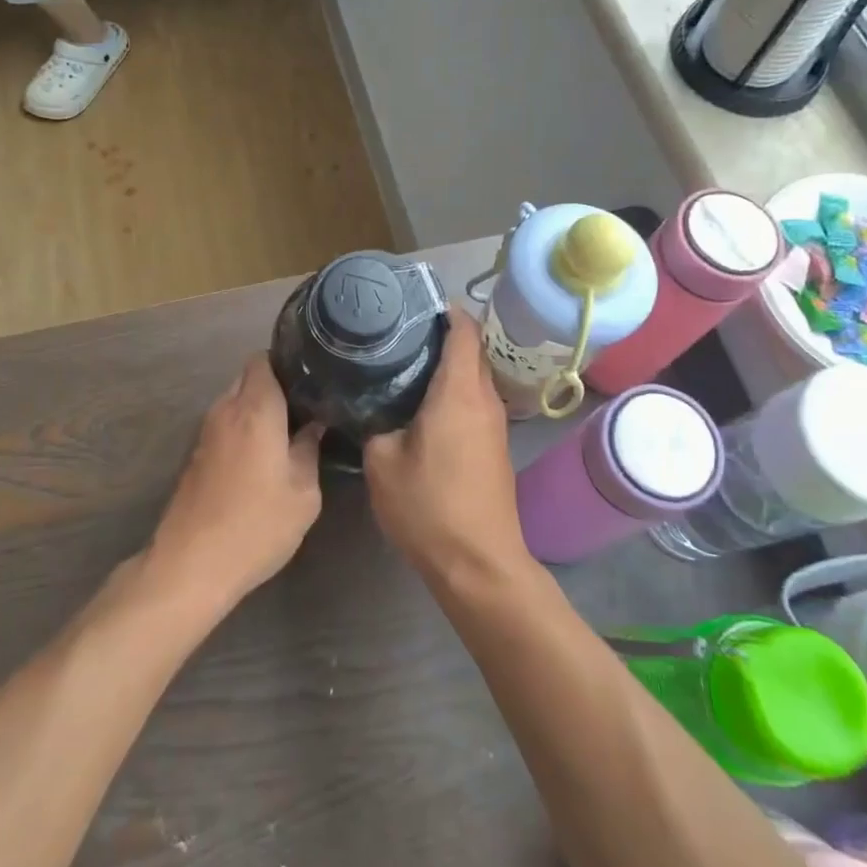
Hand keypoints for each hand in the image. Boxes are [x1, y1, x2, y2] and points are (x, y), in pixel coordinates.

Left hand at [147, 354, 323, 610]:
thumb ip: (309, 449)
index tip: (312, 376)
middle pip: (248, 377)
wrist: (191, 565)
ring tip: (289, 430)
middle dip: (276, 385)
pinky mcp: (195, 456)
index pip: (264, 359)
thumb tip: (314, 425)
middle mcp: (225, 411)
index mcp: (256, 409)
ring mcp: (205, 433)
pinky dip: (244, 429)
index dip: (287, 361)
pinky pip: (224, 425)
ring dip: (258, 410)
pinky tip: (264, 455)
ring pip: (235, 402)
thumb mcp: (303, 493)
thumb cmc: (256, 525)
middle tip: (307, 405)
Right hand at [363, 312, 525, 580]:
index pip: (464, 330)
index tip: (412, 303)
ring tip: (405, 364)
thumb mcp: (382, 463)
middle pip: (471, 349)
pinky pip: (475, 401)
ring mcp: (495, 424)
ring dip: (448, 365)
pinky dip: (454, 390)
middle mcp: (484, 399)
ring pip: (474, 376)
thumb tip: (371, 407)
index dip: (444, 310)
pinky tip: (422, 405)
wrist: (479, 563)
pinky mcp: (495, 446)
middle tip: (398, 333)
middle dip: (440, 335)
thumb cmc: (429, 507)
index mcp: (460, 392)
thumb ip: (374, 424)